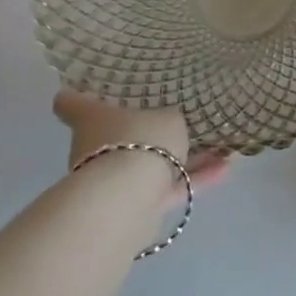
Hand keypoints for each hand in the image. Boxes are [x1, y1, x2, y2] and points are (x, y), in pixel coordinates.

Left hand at [52, 91, 229, 205]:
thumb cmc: (139, 140)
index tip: (85, 89)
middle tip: (176, 123)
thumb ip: (168, 119)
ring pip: (149, 164)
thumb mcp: (166, 118)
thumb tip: (167, 125)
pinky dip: (194, 179)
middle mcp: (96, 149)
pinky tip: (225, 169)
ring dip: (181, 159)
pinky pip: (167, 187)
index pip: (71, 103)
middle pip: (117, 136)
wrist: (128, 197)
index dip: (77, 95)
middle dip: (146, 133)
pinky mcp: (134, 206)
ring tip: (219, 150)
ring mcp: (113, 179)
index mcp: (92, 119)